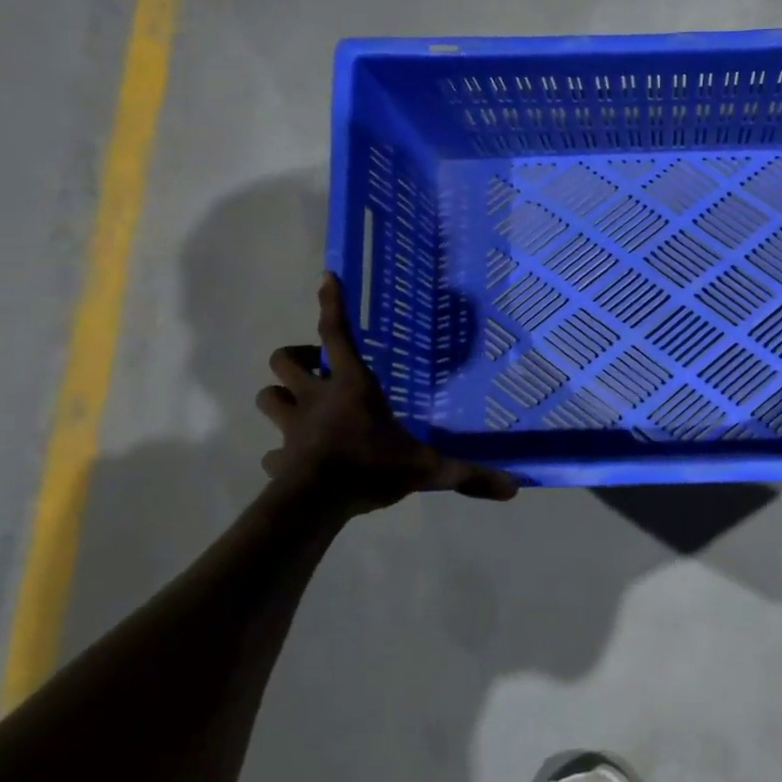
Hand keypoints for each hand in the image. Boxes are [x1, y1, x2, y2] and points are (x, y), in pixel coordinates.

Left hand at [257, 274, 518, 510]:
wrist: (316, 504)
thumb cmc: (370, 468)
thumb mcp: (427, 470)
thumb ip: (468, 475)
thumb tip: (513, 488)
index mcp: (352, 388)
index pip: (337, 335)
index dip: (332, 304)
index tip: (326, 277)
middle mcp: (315, 399)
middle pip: (283, 361)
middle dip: (295, 358)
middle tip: (316, 368)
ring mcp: (291, 428)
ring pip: (268, 397)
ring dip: (281, 397)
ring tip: (300, 406)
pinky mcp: (278, 459)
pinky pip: (273, 451)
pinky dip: (282, 453)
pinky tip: (296, 462)